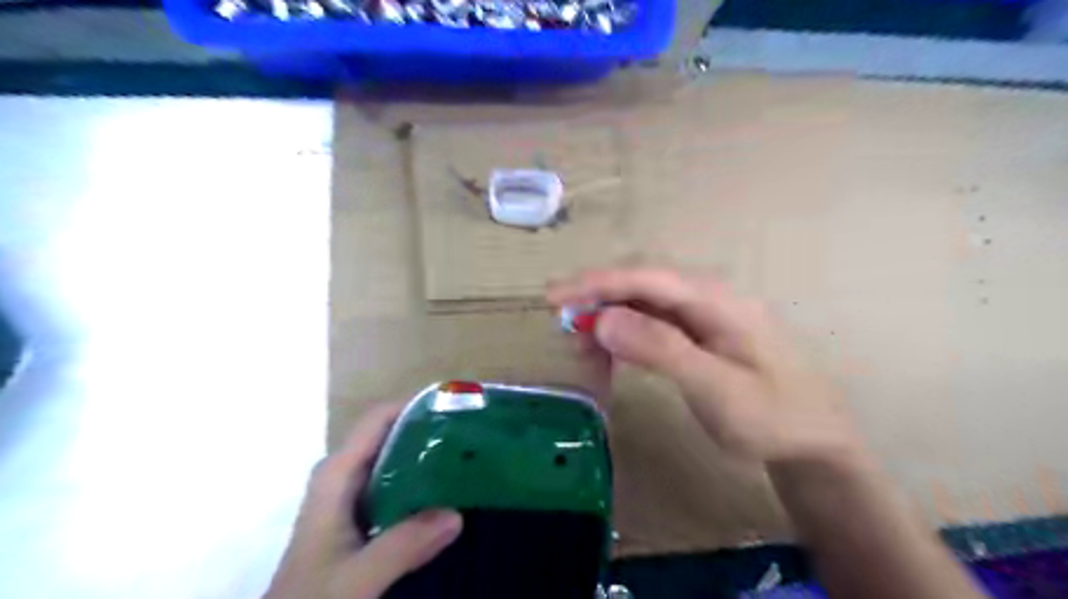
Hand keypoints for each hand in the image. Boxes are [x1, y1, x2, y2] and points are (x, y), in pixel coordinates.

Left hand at [264, 405, 461, 598]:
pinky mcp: (360, 518)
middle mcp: (344, 476)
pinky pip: (397, 486)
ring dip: (429, 457)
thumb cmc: (312, 598)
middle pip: (390, 436)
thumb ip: (402, 546)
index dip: (414, 406)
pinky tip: (450, 495)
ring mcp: (351, 497)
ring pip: (395, 462)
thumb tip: (457, 515)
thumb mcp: (356, 577)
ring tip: (470, 457)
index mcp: (337, 474)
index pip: (378, 420)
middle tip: (472, 433)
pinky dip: (422, 484)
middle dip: (429, 431)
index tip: (456, 406)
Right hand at [545, 266, 861, 468]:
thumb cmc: (772, 417)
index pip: (645, 278)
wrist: (814, 443)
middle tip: (563, 326)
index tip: (554, 296)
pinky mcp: (698, 335)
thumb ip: (661, 349)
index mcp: (715, 299)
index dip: (597, 283)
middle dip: (597, 300)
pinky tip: (608, 356)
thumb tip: (603, 320)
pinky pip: (652, 325)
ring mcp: (703, 316)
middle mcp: (706, 297)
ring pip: (642, 305)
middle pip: (640, 285)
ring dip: (608, 321)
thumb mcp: (716, 387)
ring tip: (582, 351)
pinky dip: (624, 337)